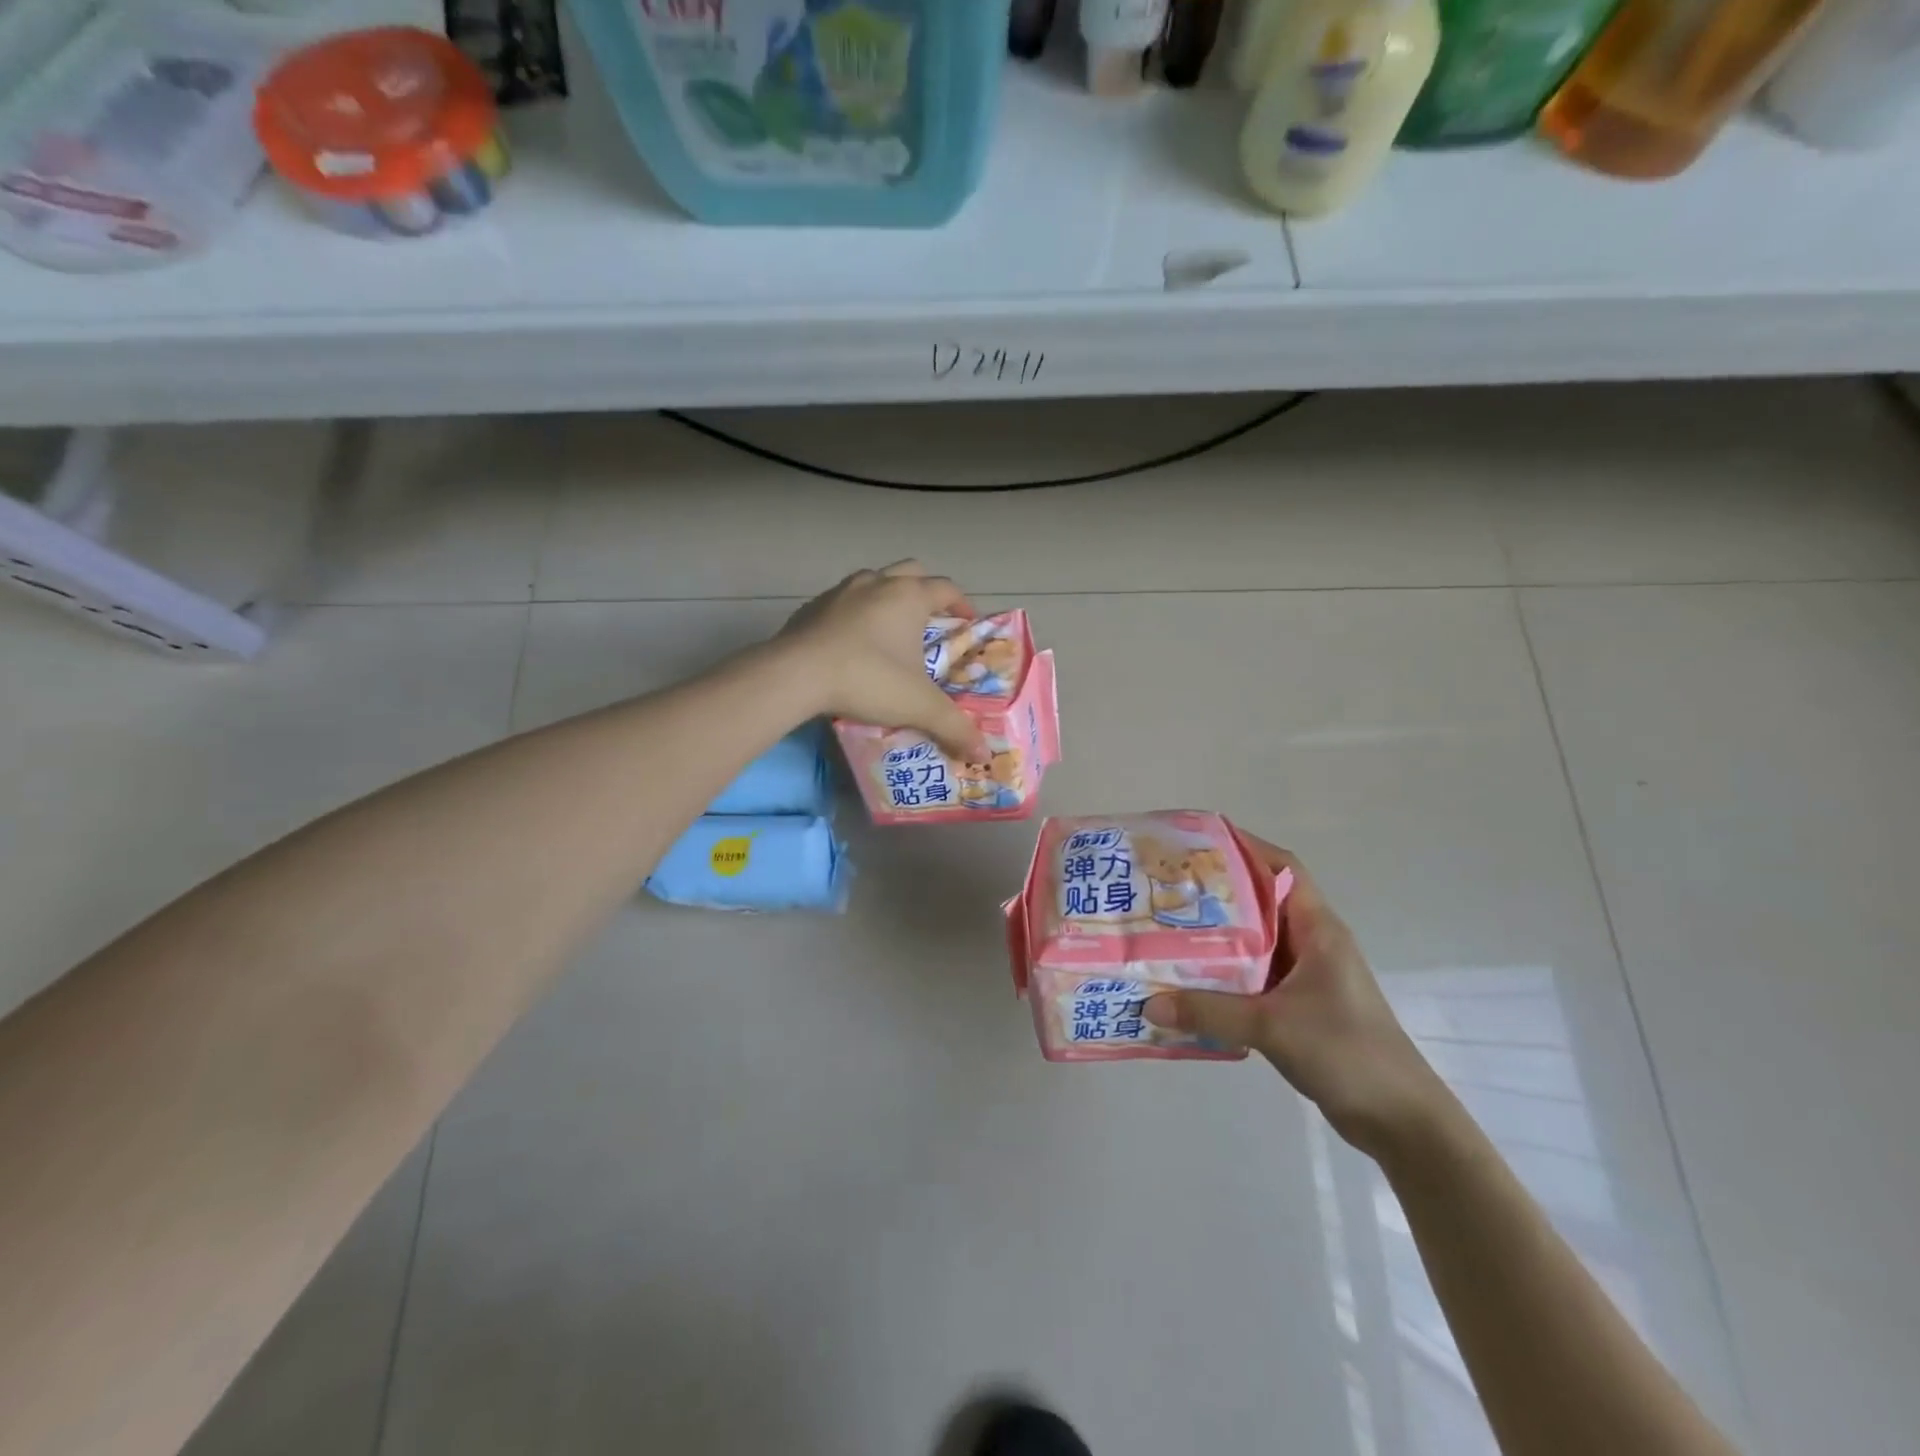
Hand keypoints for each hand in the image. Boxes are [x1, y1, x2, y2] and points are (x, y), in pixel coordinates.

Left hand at [778, 562, 987, 760]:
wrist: (795, 675)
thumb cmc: (867, 679)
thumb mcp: (918, 706)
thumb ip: (953, 727)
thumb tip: (983, 753)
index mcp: (909, 597)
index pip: (946, 589)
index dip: (962, 604)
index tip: (967, 624)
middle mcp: (877, 583)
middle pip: (911, 572)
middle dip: (925, 591)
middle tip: (931, 621)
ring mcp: (840, 591)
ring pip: (873, 581)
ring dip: (886, 598)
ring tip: (890, 630)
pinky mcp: (811, 607)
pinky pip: (841, 602)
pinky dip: (853, 614)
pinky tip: (850, 643)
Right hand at [1144, 837, 1443, 1157]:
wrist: (1400, 1120)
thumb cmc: (1347, 1052)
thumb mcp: (1273, 1026)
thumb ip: (1210, 1012)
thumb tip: (1148, 1002)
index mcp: (1318, 929)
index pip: (1283, 868)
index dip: (1244, 848)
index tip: (1196, 845)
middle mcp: (1311, 943)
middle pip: (1260, 901)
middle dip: (1216, 893)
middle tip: (1166, 889)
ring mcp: (1305, 976)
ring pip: (1253, 941)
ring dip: (1216, 937)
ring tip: (1166, 931)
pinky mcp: (1297, 1006)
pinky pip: (1251, 977)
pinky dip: (1222, 975)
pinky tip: (1188, 984)